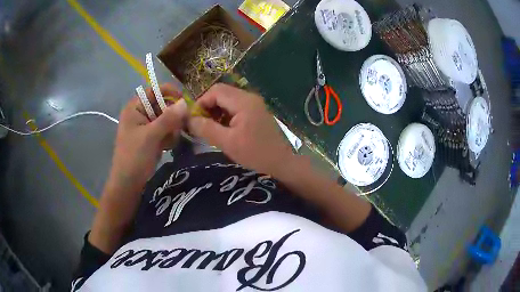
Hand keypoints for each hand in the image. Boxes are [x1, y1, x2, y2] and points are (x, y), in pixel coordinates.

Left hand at [109, 83, 187, 189]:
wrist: (129, 185)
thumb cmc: (135, 158)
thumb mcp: (151, 136)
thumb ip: (168, 118)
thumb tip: (185, 102)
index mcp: (135, 108)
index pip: (154, 90)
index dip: (170, 93)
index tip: (184, 103)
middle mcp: (141, 114)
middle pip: (163, 105)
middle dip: (172, 115)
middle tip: (178, 127)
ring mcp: (146, 127)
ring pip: (167, 119)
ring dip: (172, 128)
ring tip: (170, 141)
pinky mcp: (151, 138)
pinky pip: (166, 130)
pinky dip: (169, 137)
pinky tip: (168, 147)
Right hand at [188, 83, 294, 174]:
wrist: (281, 162)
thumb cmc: (255, 153)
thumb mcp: (227, 142)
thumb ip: (206, 129)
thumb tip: (189, 119)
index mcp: (243, 101)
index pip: (215, 91)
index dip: (201, 102)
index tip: (193, 119)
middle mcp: (249, 97)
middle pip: (222, 93)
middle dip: (208, 106)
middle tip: (201, 124)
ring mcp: (254, 104)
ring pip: (228, 99)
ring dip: (216, 110)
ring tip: (210, 128)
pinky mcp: (256, 111)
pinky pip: (236, 107)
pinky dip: (225, 114)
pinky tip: (223, 129)